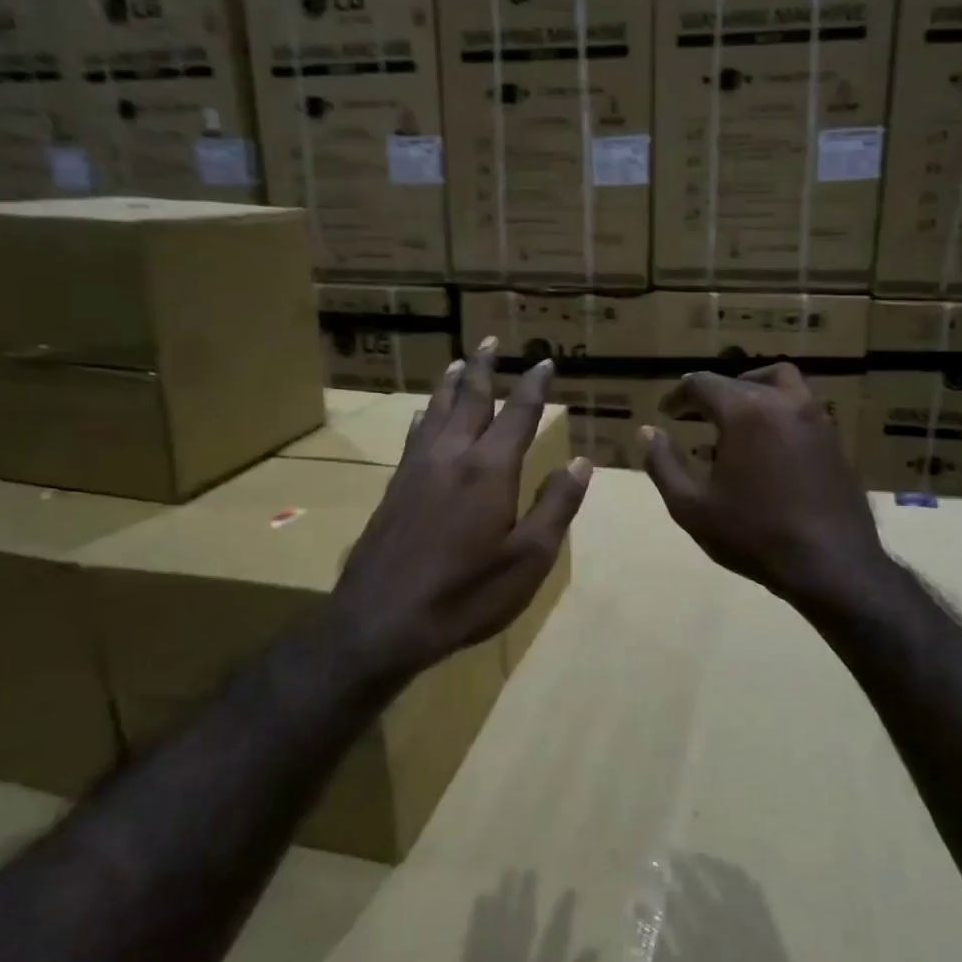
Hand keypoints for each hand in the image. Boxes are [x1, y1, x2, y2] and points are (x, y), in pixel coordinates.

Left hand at [328, 341, 589, 685]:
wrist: (380, 621)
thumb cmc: (466, 594)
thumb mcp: (528, 558)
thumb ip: (555, 506)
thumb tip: (580, 462)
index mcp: (490, 470)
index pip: (517, 414)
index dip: (533, 386)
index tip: (544, 362)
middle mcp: (451, 457)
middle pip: (469, 399)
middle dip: (483, 368)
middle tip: (490, 340)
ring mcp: (417, 470)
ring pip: (436, 411)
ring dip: (450, 384)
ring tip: (458, 362)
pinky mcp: (395, 489)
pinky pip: (414, 435)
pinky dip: (424, 415)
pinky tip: (421, 414)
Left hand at [371, 870, 596, 961]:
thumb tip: (592, 952)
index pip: (555, 940)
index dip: (562, 914)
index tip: (569, 890)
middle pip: (522, 923)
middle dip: (526, 896)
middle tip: (528, 870)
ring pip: (497, 923)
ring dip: (503, 897)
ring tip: (507, 873)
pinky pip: (473, 936)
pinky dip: (478, 916)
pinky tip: (481, 898)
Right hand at [640, 364, 888, 611]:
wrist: (830, 564)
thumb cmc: (753, 535)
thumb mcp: (691, 506)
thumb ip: (663, 464)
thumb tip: (648, 432)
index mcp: (746, 411)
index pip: (703, 384)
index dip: (679, 395)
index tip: (667, 412)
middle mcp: (784, 402)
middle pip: (741, 381)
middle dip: (713, 395)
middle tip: (695, 416)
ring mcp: (816, 419)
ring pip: (780, 384)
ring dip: (752, 393)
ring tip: (735, 422)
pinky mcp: (835, 441)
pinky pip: (800, 409)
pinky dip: (777, 413)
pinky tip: (767, 449)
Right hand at [659, 855, 802, 961]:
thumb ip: (655, 952)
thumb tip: (636, 913)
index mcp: (697, 942)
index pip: (673, 903)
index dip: (661, 885)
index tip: (652, 872)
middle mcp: (720, 924)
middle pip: (696, 885)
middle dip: (681, 868)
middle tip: (672, 856)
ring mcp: (745, 918)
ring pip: (723, 878)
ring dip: (708, 863)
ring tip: (696, 857)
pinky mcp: (764, 918)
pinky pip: (749, 885)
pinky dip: (735, 872)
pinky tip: (726, 869)